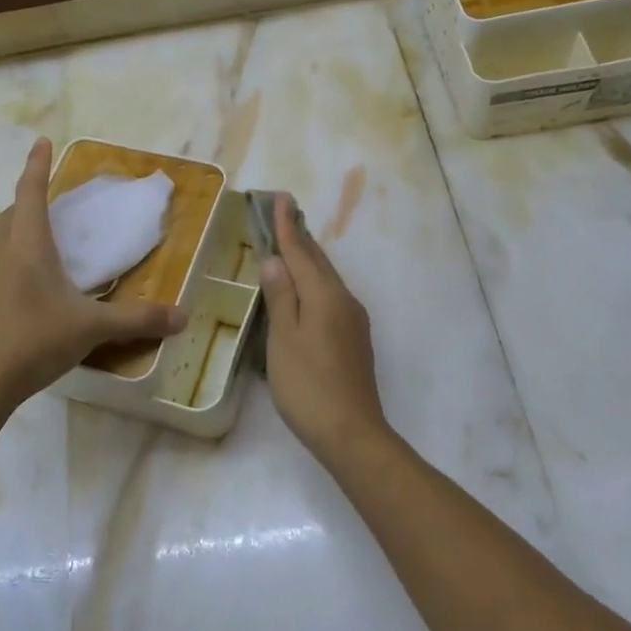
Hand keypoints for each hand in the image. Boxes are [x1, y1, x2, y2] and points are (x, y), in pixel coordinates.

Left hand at [0, 138, 188, 412]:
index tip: (40, 142)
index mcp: (30, 247)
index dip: (37, 166)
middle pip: (6, 218)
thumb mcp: (94, 329)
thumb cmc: (37, 344)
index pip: (32, 194)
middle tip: (42, 226)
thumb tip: (184, 316)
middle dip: (23, 213)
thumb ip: (139, 320)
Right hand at [258, 192, 391, 460]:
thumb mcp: (284, 340)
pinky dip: (314, 282)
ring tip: (290, 245)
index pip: (300, 252)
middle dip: (299, 237)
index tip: (279, 199)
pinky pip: (331, 296)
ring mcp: (353, 320)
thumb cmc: (308, 385)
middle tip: (283, 214)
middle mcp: (344, 300)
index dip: (286, 227)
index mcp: (324, 296)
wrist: (351, 432)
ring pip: (327, 278)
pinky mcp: (355, 338)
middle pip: (318, 261)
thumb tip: (275, 260)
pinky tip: (305, 290)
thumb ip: (280, 297)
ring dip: (308, 259)